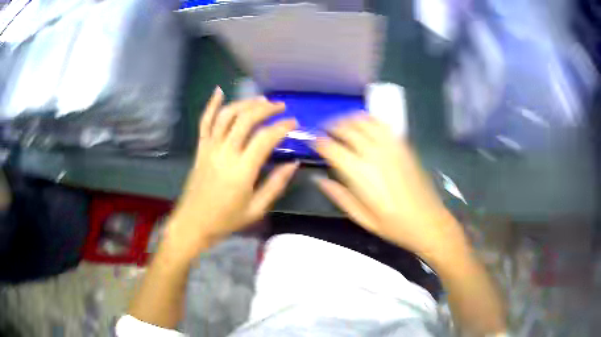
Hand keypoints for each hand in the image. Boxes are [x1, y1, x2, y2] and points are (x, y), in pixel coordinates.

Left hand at [167, 87, 297, 258]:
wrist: (193, 223)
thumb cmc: (226, 220)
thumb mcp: (256, 209)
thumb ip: (276, 184)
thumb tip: (293, 163)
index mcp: (242, 170)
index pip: (265, 138)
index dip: (282, 127)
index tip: (294, 124)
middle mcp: (225, 152)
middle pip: (246, 119)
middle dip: (265, 108)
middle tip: (280, 106)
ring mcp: (210, 148)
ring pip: (227, 115)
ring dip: (245, 103)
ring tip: (260, 100)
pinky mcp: (200, 148)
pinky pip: (204, 122)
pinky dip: (211, 105)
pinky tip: (219, 91)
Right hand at [315, 114, 464, 258]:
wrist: (428, 222)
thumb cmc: (394, 226)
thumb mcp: (362, 218)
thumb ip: (339, 196)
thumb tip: (319, 180)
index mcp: (360, 174)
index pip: (332, 148)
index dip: (319, 142)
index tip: (313, 142)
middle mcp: (374, 154)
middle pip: (347, 129)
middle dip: (331, 127)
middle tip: (325, 132)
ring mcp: (391, 147)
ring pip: (364, 121)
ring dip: (349, 119)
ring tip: (342, 125)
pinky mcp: (403, 146)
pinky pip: (383, 124)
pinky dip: (369, 120)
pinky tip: (365, 125)